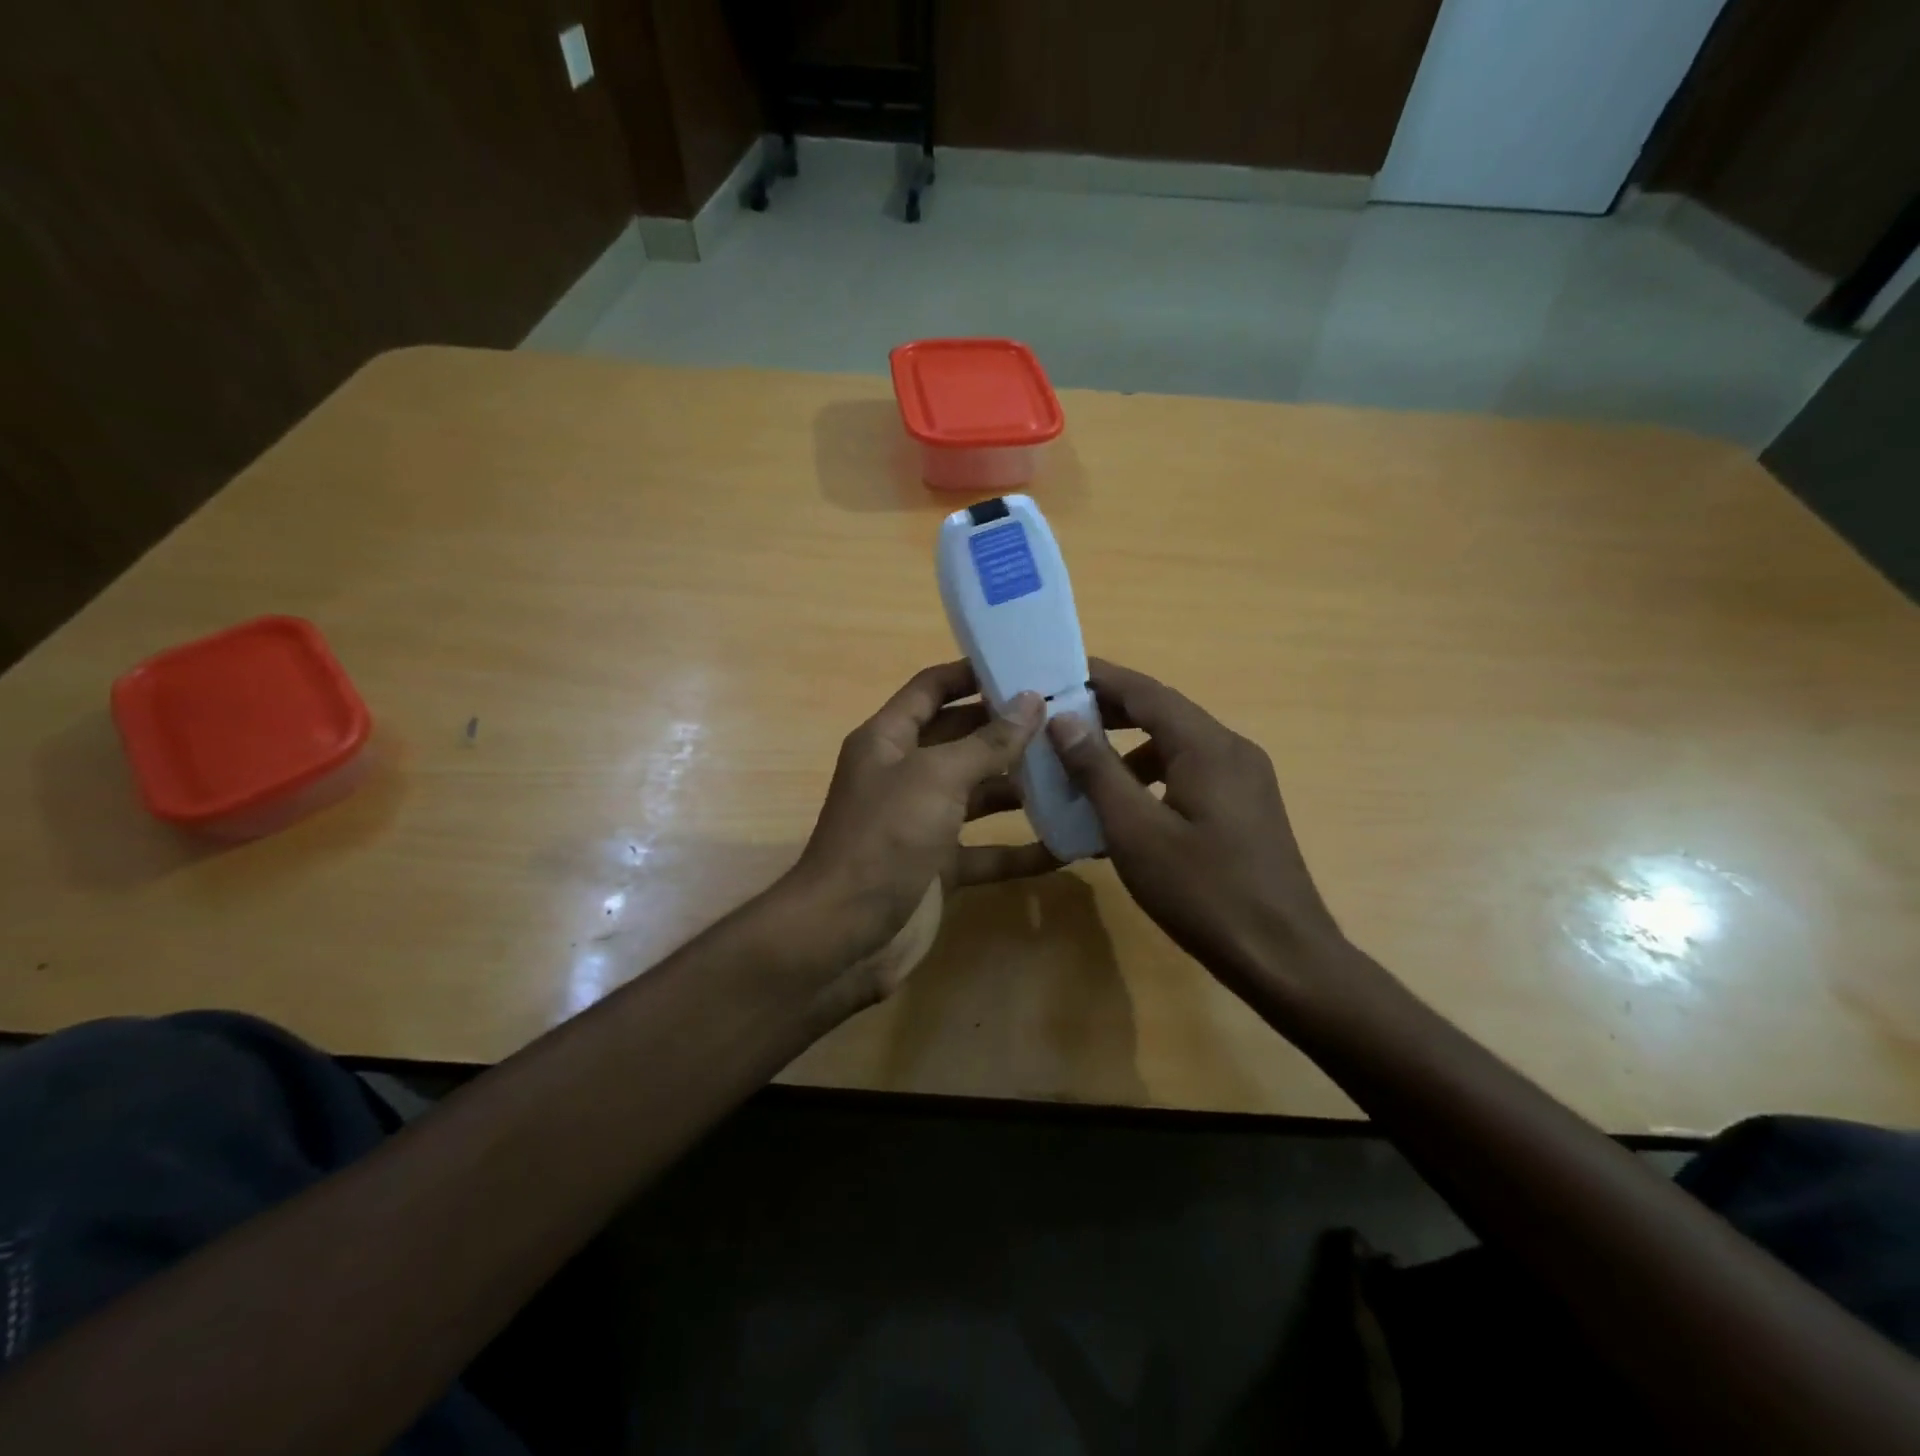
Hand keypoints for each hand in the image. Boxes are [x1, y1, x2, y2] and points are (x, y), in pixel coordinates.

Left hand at [786, 661, 1055, 995]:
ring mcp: (922, 824)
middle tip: (1068, 720)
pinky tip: (1067, 846)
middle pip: (962, 740)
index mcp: (888, 740)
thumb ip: (987, 742)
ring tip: (1078, 774)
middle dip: (1009, 730)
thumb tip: (1031, 701)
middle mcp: (904, 775)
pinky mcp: (939, 868)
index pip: (931, 689)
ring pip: (979, 795)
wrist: (844, 935)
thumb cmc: (885, 839)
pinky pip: (987, 851)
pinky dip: (1021, 850)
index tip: (1024, 665)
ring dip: (1022, 788)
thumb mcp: (936, 779)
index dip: (971, 674)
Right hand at [1047, 659, 1345, 992]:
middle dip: (1111, 712)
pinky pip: (1191, 774)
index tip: (1056, 672)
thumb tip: (1064, 719)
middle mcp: (1232, 750)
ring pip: (1177, 746)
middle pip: (1164, 713)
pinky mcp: (1247, 808)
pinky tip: (1126, 810)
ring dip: (1129, 748)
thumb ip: (1098, 770)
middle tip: (1059, 719)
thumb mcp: (1136, 831)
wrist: (1283, 957)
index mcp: (1208, 746)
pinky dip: (1153, 777)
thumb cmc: (1203, 891)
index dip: (1100, 678)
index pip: (1146, 692)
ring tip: (1084, 767)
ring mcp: (1245, 780)